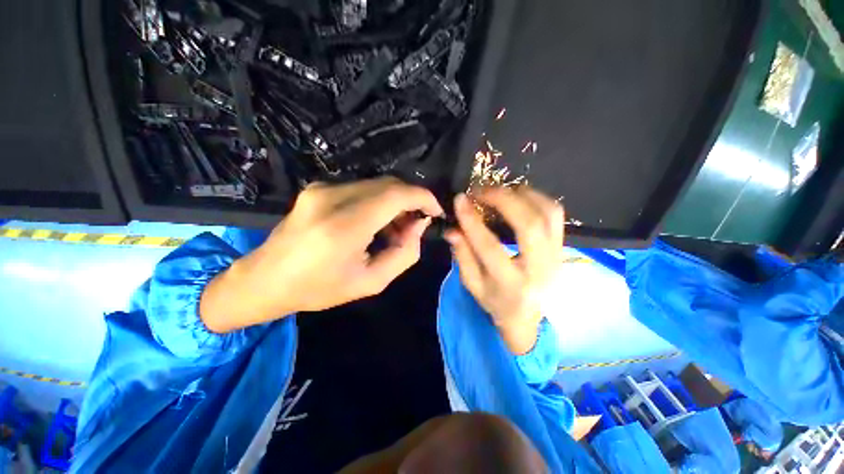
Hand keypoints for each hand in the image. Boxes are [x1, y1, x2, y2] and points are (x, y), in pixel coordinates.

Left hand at [201, 177, 442, 332]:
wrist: (265, 280)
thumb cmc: (319, 288)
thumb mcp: (371, 282)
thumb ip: (404, 253)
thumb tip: (418, 226)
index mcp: (344, 226)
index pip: (396, 194)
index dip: (423, 197)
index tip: (435, 210)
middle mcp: (332, 198)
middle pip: (388, 185)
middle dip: (410, 201)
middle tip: (415, 225)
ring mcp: (322, 189)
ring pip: (376, 185)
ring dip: (394, 202)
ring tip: (395, 229)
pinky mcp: (317, 188)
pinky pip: (361, 188)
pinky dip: (377, 201)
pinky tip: (375, 223)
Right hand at [444, 187, 563, 354]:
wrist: (528, 316)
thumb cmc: (496, 302)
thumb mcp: (473, 285)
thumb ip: (462, 256)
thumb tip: (452, 229)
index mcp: (511, 284)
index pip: (490, 247)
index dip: (472, 221)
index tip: (460, 200)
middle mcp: (539, 268)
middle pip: (528, 225)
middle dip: (503, 200)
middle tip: (481, 191)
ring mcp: (555, 255)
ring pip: (547, 214)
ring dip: (522, 195)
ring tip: (499, 191)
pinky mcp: (562, 246)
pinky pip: (555, 213)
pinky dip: (537, 198)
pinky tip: (518, 196)